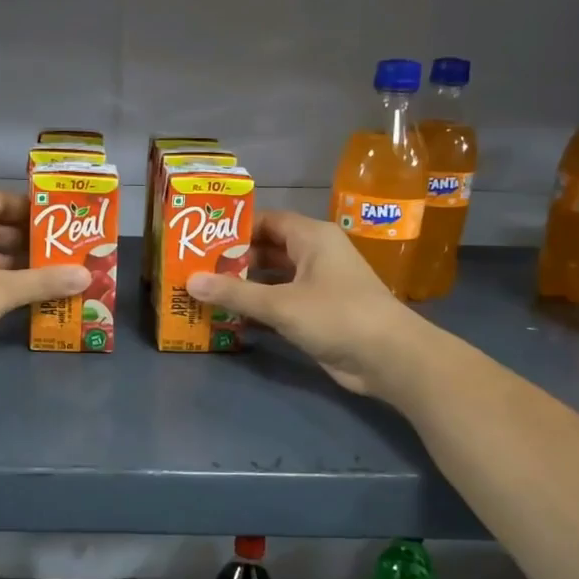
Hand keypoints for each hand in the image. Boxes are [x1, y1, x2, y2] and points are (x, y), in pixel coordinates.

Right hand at [186, 210, 425, 397]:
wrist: (387, 357)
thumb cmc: (336, 315)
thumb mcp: (281, 303)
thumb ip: (234, 293)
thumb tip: (190, 281)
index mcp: (312, 237)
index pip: (267, 221)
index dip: (234, 228)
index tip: (200, 239)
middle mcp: (314, 256)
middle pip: (267, 251)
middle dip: (233, 260)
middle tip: (194, 268)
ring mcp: (317, 286)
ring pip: (272, 279)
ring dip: (243, 287)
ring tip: (203, 292)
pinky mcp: (317, 314)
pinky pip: (280, 304)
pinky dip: (257, 309)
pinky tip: (229, 319)